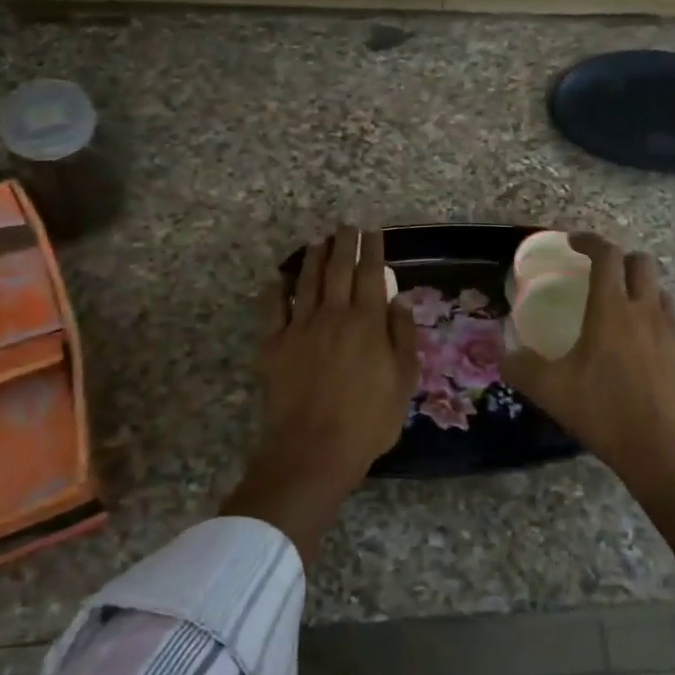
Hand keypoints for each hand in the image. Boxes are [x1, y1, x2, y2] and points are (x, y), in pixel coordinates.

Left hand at [221, 226, 418, 561]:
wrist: (313, 450)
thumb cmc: (368, 421)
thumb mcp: (403, 382)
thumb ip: (403, 336)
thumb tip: (400, 299)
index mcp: (367, 323)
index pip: (371, 275)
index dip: (373, 250)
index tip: (374, 230)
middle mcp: (333, 315)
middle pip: (338, 270)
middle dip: (344, 243)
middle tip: (346, 224)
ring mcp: (299, 328)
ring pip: (306, 282)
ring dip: (313, 258)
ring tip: (318, 240)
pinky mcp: (273, 345)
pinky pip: (272, 309)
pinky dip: (275, 290)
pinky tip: (277, 278)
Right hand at [501, 233, 674, 495]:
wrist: (666, 452)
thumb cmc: (605, 413)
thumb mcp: (551, 391)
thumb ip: (520, 367)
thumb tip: (504, 354)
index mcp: (611, 310)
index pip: (606, 256)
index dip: (589, 241)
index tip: (574, 242)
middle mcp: (645, 310)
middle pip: (641, 262)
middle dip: (619, 259)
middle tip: (599, 274)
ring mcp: (672, 331)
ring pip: (659, 290)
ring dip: (639, 288)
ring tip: (618, 310)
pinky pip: (670, 320)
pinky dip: (652, 317)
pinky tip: (638, 347)